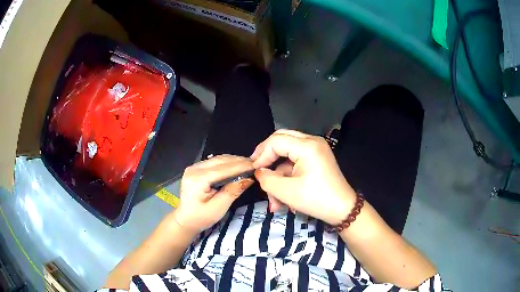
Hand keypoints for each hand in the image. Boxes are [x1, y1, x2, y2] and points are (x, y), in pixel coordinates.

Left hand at [173, 155, 254, 231]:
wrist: (186, 219)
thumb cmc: (201, 217)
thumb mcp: (219, 207)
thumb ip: (232, 191)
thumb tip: (248, 178)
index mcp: (198, 179)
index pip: (223, 169)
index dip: (240, 166)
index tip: (256, 165)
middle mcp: (194, 169)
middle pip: (220, 161)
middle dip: (238, 161)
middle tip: (255, 163)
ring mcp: (194, 167)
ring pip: (217, 159)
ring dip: (233, 161)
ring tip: (248, 164)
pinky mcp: (196, 169)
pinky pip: (214, 162)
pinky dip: (226, 163)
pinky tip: (236, 165)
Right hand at [251, 129, 355, 224]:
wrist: (342, 210)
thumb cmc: (316, 200)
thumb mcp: (286, 191)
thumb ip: (267, 179)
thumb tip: (259, 171)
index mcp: (307, 145)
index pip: (275, 141)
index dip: (261, 155)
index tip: (253, 171)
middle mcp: (312, 141)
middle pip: (281, 140)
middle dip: (267, 157)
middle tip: (257, 170)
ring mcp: (316, 149)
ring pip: (288, 154)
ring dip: (278, 174)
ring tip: (273, 200)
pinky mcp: (317, 159)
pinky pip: (296, 161)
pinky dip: (288, 176)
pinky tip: (282, 197)